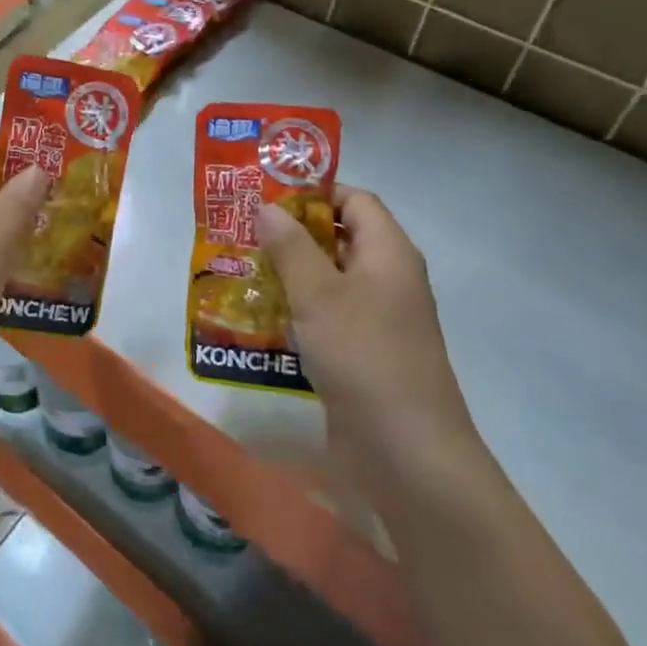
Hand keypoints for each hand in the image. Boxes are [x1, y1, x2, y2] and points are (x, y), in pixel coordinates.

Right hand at [256, 186, 478, 480]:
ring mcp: (377, 320)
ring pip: (328, 281)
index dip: (313, 192)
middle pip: (339, 238)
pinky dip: (296, 311)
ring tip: (240, 271)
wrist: (406, 453)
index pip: (355, 199)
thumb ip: (290, 245)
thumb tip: (267, 206)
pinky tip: (258, 318)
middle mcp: (387, 280)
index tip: (265, 197)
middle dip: (291, 234)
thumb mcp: (319, 293)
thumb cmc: (364, 356)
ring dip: (288, 274)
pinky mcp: (363, 355)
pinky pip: (326, 318)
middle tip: (242, 232)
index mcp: (389, 253)